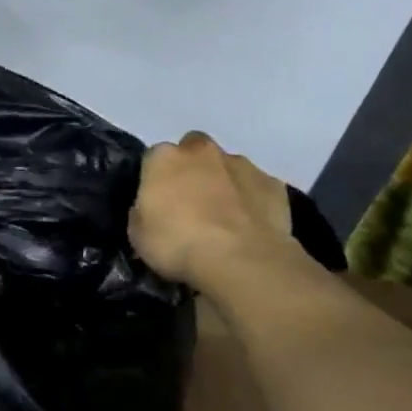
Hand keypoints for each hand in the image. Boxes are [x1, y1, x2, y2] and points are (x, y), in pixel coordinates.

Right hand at [129, 132, 301, 289]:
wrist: (240, 260)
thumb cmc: (178, 244)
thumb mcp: (138, 233)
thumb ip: (143, 210)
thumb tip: (153, 208)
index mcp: (164, 158)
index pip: (153, 159)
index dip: (155, 180)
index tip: (157, 202)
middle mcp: (201, 151)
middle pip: (193, 150)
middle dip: (192, 169)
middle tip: (190, 203)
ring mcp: (241, 164)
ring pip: (227, 166)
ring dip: (223, 182)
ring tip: (223, 217)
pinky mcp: (273, 184)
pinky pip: (256, 187)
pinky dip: (252, 199)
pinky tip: (249, 224)